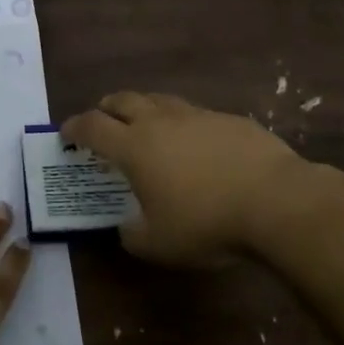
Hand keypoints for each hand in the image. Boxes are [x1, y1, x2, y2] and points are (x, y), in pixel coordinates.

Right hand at [60, 91, 316, 266]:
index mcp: (134, 147)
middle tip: (102, 122)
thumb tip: (127, 226)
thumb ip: (133, 235)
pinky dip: (182, 122)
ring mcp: (197, 116)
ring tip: (145, 125)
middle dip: (106, 108)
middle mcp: (160, 122)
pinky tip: (194, 142)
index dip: (74, 128)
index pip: (92, 127)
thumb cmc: (207, 223)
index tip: (66, 135)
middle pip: (122, 100)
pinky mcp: (229, 119)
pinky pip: (194, 113)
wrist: (277, 201)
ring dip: (143, 108)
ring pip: (159, 100)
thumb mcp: (159, 245)